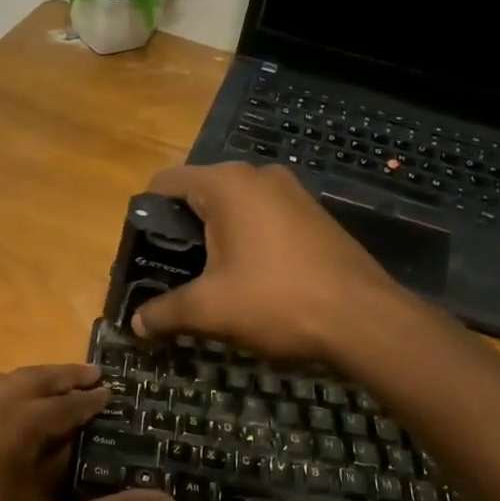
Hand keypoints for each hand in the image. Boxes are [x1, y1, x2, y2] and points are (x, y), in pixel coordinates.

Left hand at [0, 364, 176, 500]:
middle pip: (26, 381)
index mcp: (7, 428)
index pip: (61, 405)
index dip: (91, 399)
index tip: (115, 391)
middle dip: (60, 378)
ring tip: (56, 392)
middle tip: (93, 376)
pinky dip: (0, 397)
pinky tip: (10, 420)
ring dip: (28, 384)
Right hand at [131, 162, 419, 363]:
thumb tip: (135, 325)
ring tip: (207, 279)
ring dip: (214, 237)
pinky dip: (246, 239)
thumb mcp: (209, 310)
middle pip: (199, 193)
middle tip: (170, 272)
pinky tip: (250, 277)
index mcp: (226, 185)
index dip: (145, 216)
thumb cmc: (276, 302)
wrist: (364, 319)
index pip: (165, 182)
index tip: (142, 252)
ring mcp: (292, 192)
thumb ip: (164, 312)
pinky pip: (263, 217)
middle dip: (180, 230)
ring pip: (234, 207)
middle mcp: (258, 176)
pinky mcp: (313, 214)